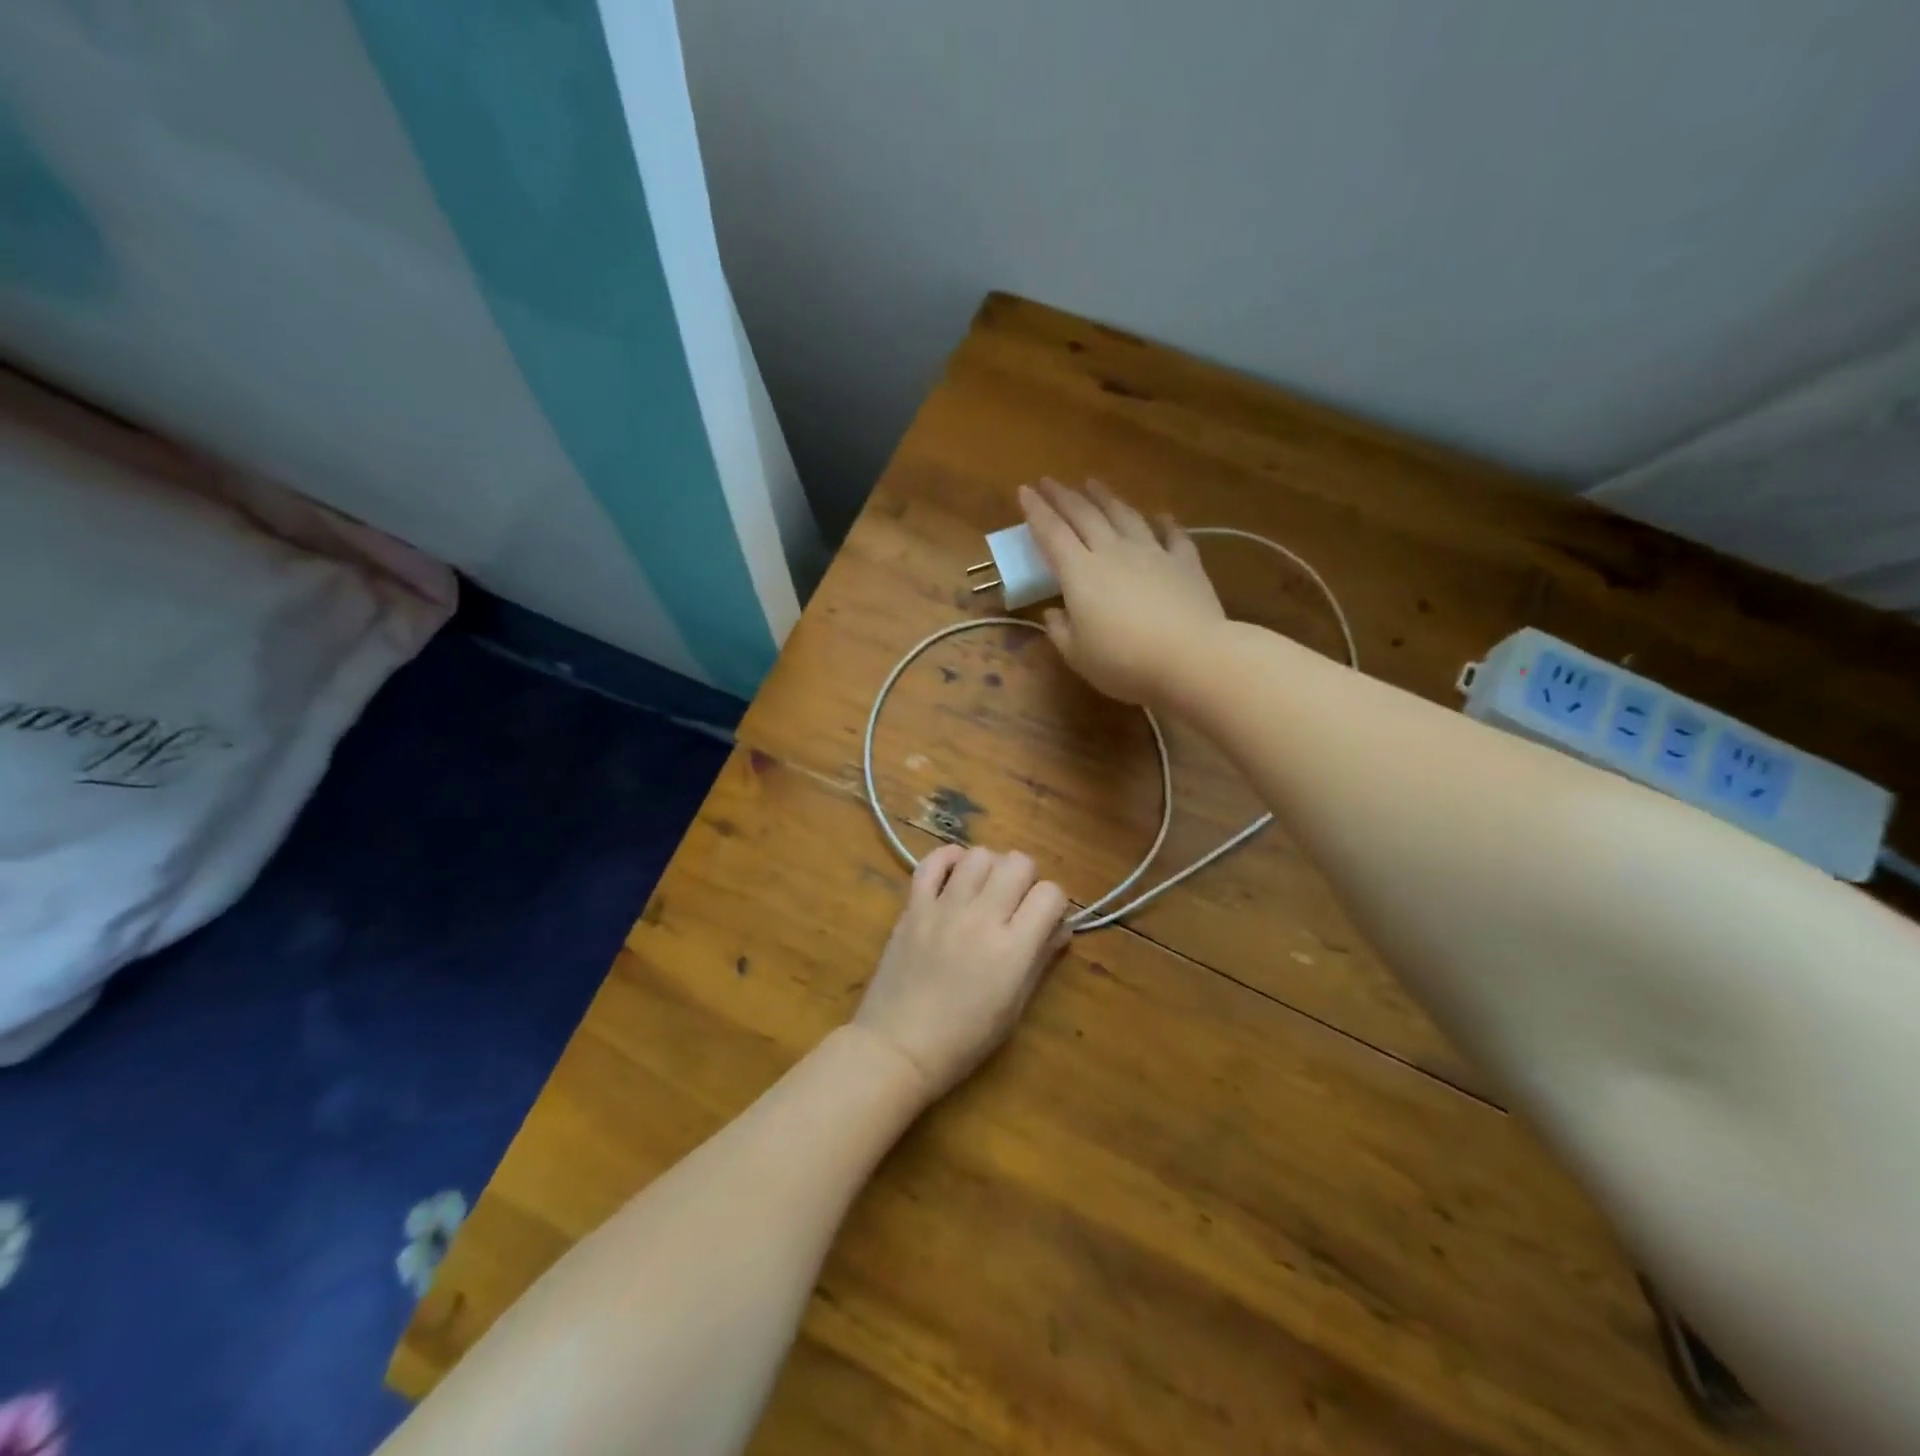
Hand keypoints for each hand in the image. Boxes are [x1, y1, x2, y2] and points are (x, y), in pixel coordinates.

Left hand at [854, 844, 1069, 1103]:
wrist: (898, 1047)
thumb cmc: (964, 1038)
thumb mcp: (1014, 1007)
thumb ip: (1040, 959)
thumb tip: (1060, 928)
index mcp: (1013, 948)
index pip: (1051, 894)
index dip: (1054, 903)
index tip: (1045, 919)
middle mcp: (982, 917)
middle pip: (1019, 863)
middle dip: (1026, 878)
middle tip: (1016, 903)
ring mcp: (944, 907)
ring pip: (979, 856)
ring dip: (990, 867)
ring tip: (984, 889)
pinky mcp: (913, 906)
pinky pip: (932, 862)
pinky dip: (948, 859)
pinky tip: (956, 875)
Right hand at [1019, 479, 1224, 705]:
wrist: (1191, 658)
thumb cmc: (1124, 662)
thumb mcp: (1079, 656)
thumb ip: (1061, 632)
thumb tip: (1052, 613)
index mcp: (1080, 573)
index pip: (1051, 533)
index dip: (1035, 511)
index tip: (1023, 490)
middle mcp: (1113, 552)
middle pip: (1085, 515)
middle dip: (1064, 496)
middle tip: (1050, 481)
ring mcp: (1152, 553)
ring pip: (1125, 515)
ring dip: (1106, 497)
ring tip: (1093, 483)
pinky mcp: (1185, 563)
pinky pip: (1173, 534)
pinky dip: (1164, 522)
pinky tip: (1161, 515)